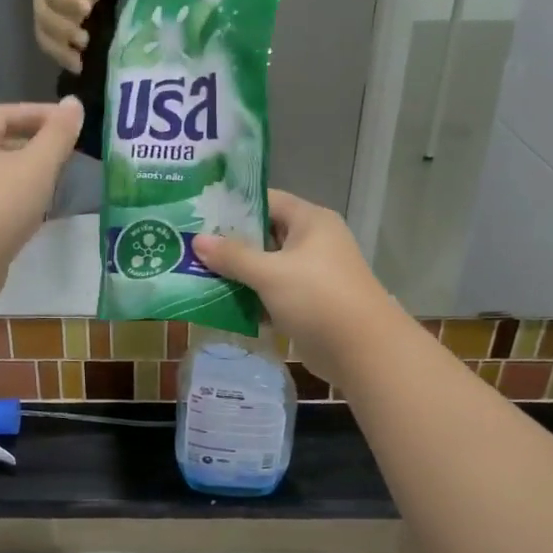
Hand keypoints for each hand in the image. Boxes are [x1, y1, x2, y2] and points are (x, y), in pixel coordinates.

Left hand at [0, 99, 83, 284]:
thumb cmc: (0, 204)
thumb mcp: (38, 165)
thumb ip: (58, 134)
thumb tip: (74, 103)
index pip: (2, 113)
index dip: (36, 112)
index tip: (68, 122)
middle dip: (33, 143)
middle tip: (65, 152)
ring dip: (26, 174)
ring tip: (56, 181)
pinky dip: (18, 200)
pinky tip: (37, 213)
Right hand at [33, 0, 110, 73]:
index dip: (70, 2)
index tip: (87, 8)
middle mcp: (41, 7)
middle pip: (48, 20)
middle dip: (66, 30)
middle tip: (85, 39)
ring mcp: (41, 25)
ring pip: (46, 39)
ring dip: (62, 51)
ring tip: (80, 60)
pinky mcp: (44, 40)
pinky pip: (50, 51)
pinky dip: (63, 60)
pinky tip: (78, 68)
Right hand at [193, 190, 402, 384]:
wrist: (363, 351)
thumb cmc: (318, 298)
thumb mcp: (270, 273)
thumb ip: (233, 256)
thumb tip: (198, 240)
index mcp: (310, 222)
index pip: (267, 201)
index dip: (234, 205)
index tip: (199, 213)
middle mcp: (312, 243)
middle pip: (264, 235)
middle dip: (229, 243)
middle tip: (189, 245)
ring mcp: (311, 275)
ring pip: (266, 267)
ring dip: (237, 274)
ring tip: (195, 273)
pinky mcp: (307, 304)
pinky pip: (272, 294)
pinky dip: (250, 299)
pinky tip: (218, 304)